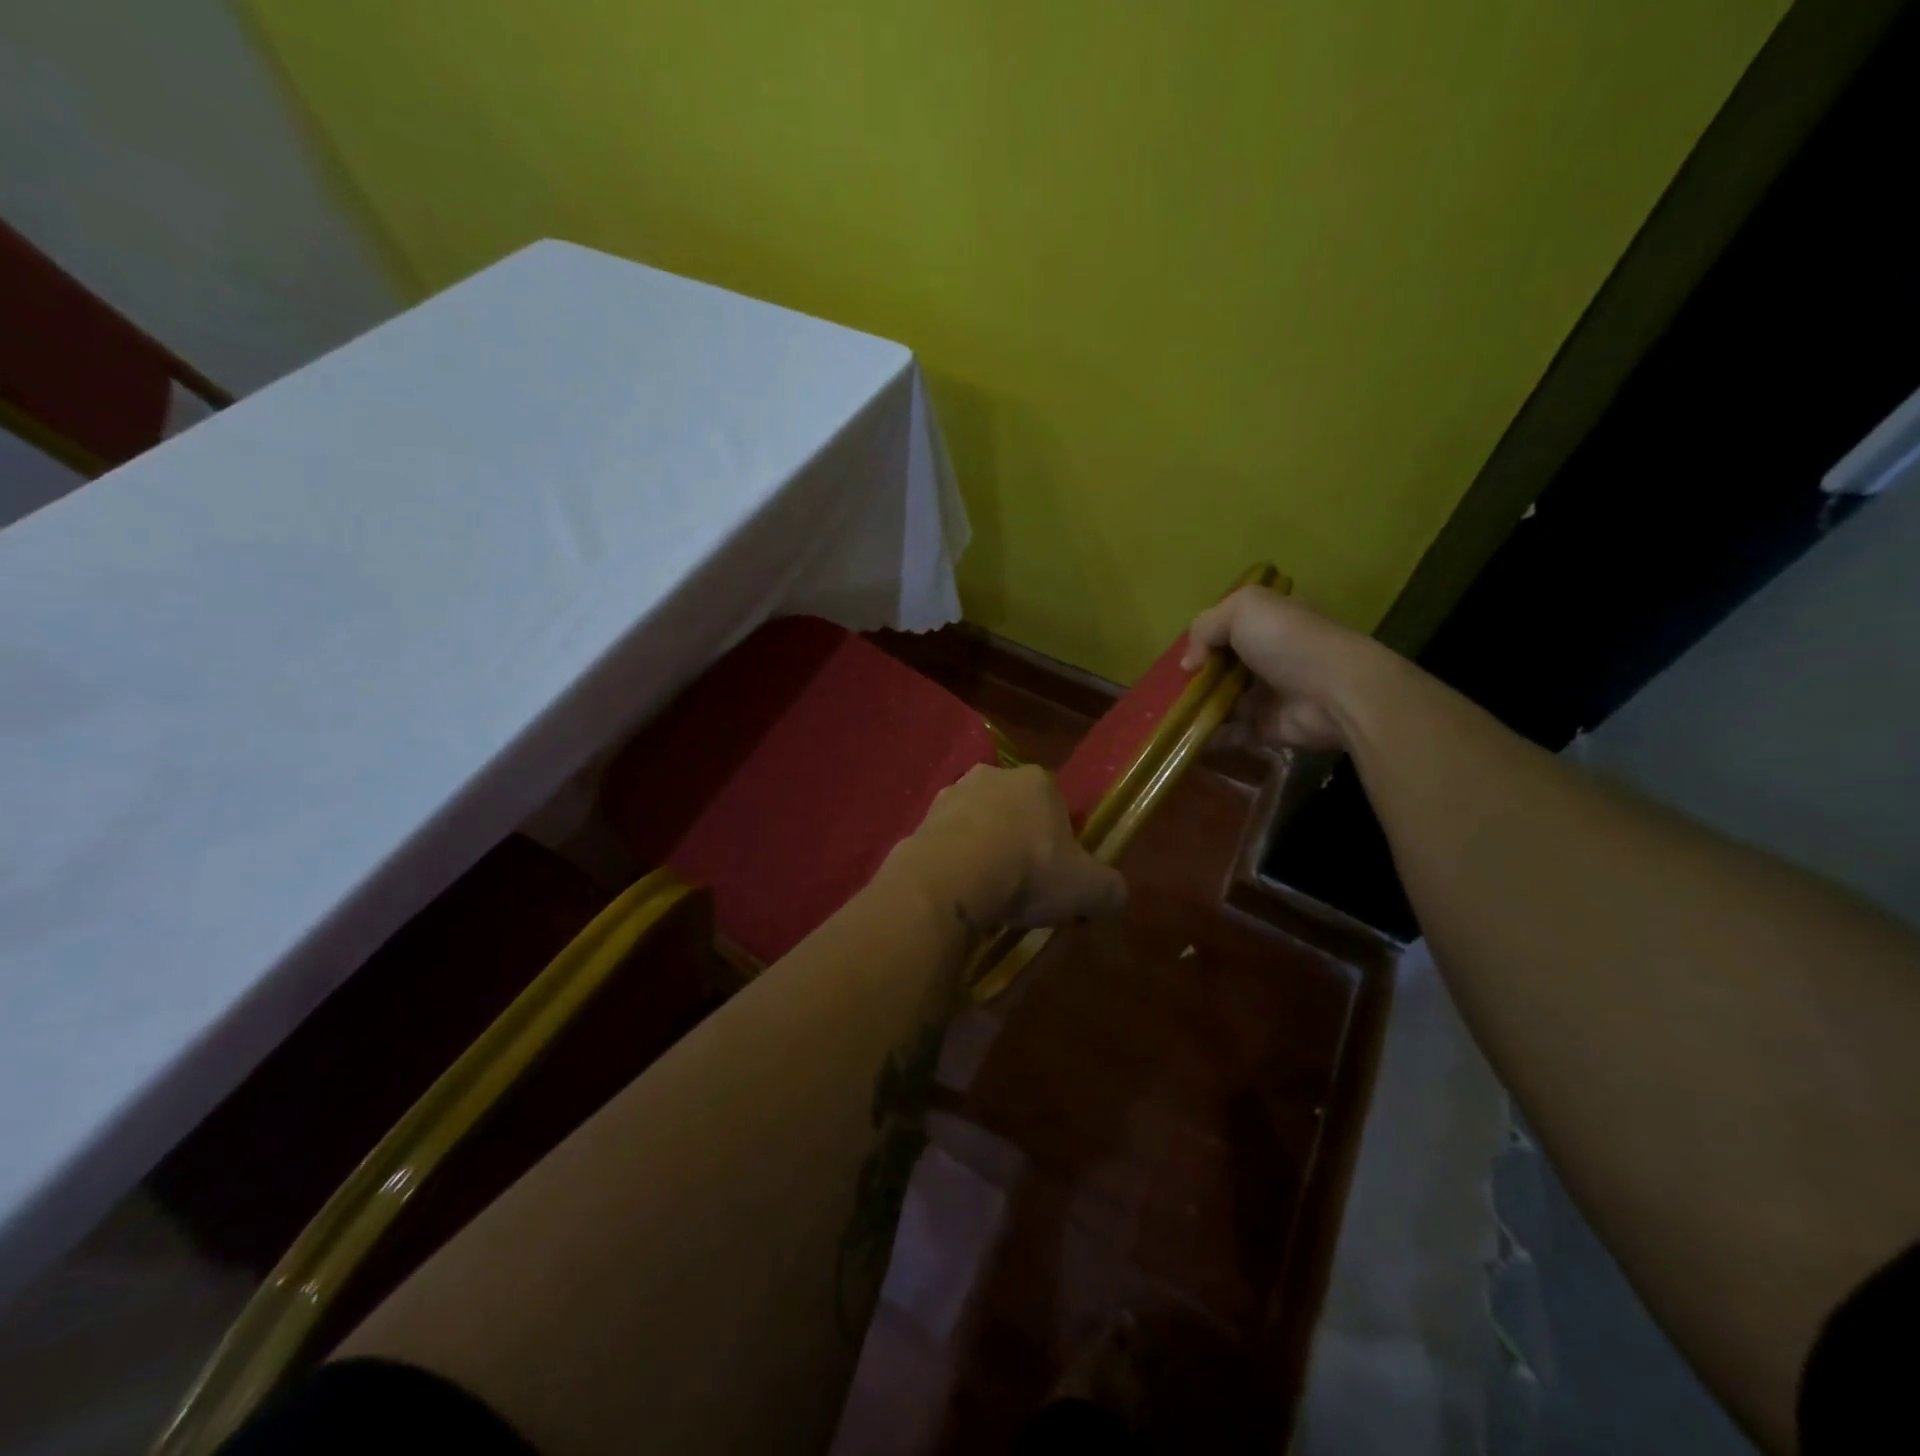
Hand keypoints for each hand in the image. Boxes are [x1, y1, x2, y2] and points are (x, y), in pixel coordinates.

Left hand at [887, 765, 1126, 928]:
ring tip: (986, 891)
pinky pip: (945, 842)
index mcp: (1038, 781)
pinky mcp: (920, 819)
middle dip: (1018, 839)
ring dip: (982, 848)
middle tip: (1022, 883)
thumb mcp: (1087, 889)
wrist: (951, 879)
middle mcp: (992, 776)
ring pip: (976, 823)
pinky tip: (958, 892)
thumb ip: (1109, 888)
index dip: (1059, 840)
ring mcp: (951, 794)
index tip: (1056, 873)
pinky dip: (952, 862)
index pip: (1057, 805)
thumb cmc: (1028, 872)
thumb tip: (1114, 894)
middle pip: (1013, 809)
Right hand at [1182, 586, 1391, 752]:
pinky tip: (1188, 736)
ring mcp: (1268, 694)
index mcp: (1269, 623)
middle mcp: (1269, 656)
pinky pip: (1230, 732)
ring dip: (1199, 707)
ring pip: (1223, 699)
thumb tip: (1190, 663)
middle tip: (1175, 688)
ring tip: (1176, 714)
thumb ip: (1205, 626)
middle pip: (1223, 666)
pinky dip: (1209, 735)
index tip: (1188, 656)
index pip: (1230, 628)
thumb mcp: (1243, 609)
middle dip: (1198, 677)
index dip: (1205, 639)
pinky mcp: (1265, 727)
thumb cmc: (1289, 642)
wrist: (1334, 693)